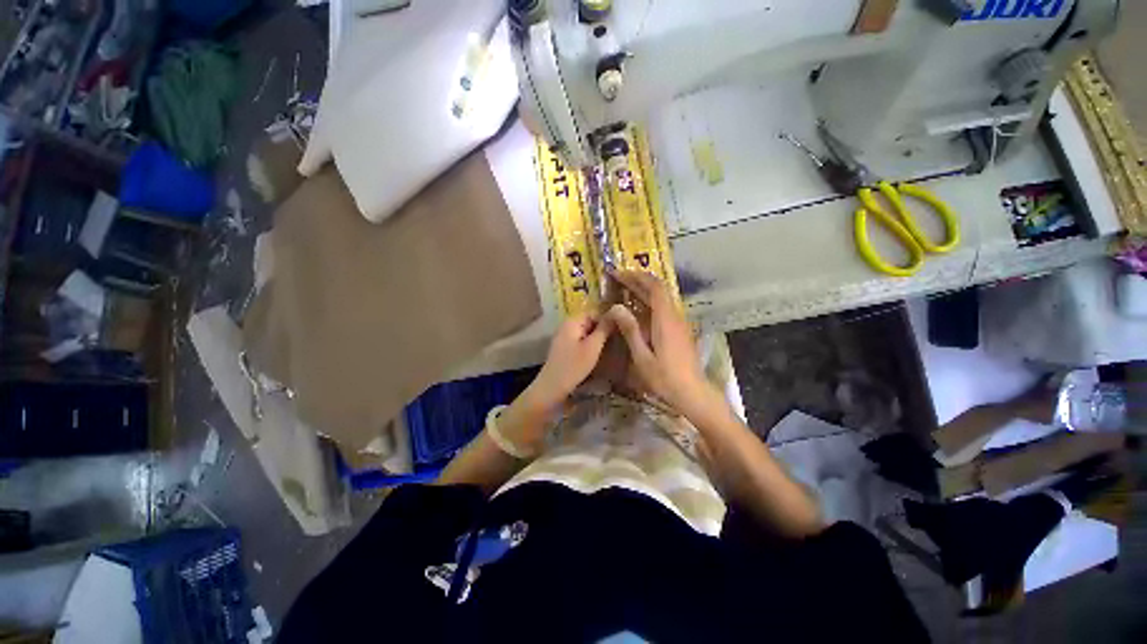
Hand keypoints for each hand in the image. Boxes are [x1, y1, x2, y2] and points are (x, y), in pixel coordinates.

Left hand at [526, 313, 612, 411]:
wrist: (552, 388)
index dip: (609, 319)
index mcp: (573, 321)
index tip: (622, 329)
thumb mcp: (593, 347)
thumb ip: (604, 328)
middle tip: (620, 340)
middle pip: (591, 322)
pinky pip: (581, 342)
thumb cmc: (574, 366)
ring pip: (587, 333)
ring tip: (613, 347)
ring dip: (598, 339)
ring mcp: (565, 337)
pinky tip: (600, 355)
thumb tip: (616, 311)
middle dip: (604, 330)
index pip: (595, 312)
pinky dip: (591, 346)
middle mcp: (567, 325)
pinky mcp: (565, 349)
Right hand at [605, 271, 721, 418]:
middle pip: (659, 290)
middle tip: (619, 278)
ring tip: (626, 289)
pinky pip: (665, 308)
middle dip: (639, 280)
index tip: (619, 274)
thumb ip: (630, 330)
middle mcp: (674, 316)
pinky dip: (651, 301)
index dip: (637, 277)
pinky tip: (640, 309)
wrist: (692, 392)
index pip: (654, 287)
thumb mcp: (642, 356)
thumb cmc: (664, 377)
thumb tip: (616, 307)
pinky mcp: (680, 330)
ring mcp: (680, 322)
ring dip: (645, 290)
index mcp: (665, 319)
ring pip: (663, 298)